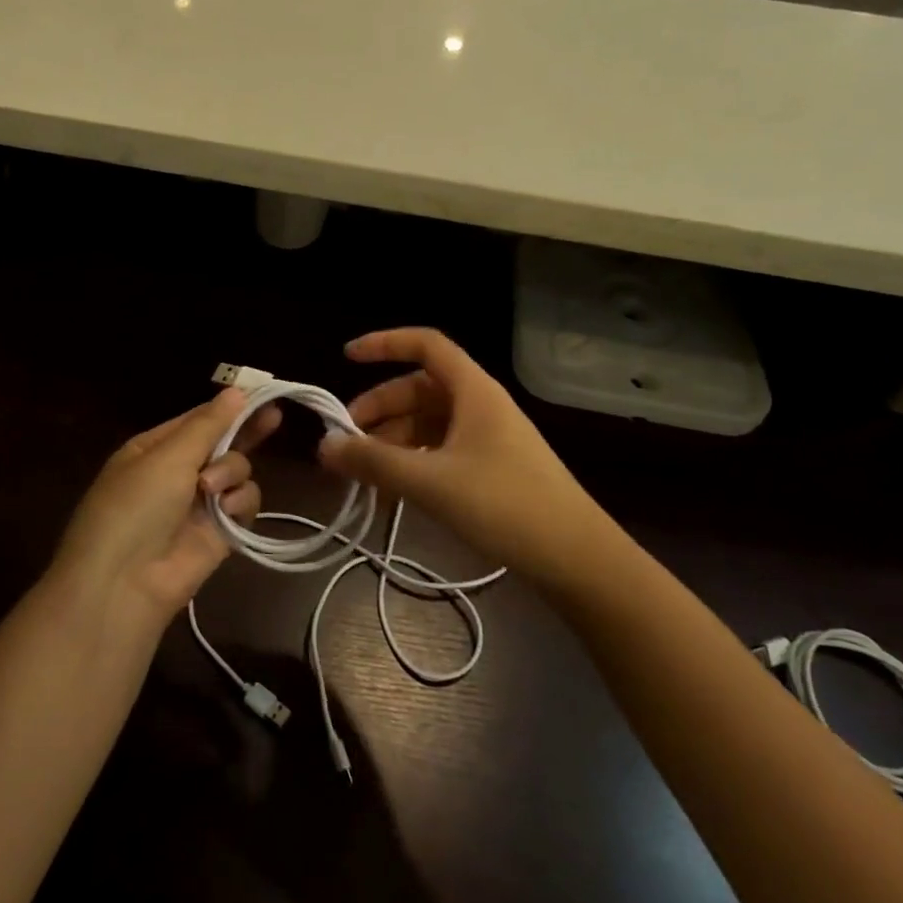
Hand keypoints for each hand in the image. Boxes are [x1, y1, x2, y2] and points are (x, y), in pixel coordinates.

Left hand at [54, 388, 280, 619]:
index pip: (198, 419)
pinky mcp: (219, 532)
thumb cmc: (136, 506)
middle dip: (245, 432)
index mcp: (155, 448)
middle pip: (222, 443)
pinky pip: (243, 503)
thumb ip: (208, 424)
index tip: (260, 393)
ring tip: (210, 489)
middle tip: (274, 417)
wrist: (124, 583)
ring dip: (230, 473)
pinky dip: (239, 503)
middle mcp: (178, 472)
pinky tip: (227, 510)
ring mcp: (199, 503)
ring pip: (236, 471)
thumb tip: (236, 390)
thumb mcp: (167, 457)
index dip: (228, 407)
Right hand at [316, 328, 616, 582]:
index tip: (346, 358)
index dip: (385, 344)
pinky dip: (412, 464)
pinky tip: (393, 495)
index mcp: (473, 391)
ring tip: (363, 477)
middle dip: (378, 410)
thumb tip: (324, 445)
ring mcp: (487, 438)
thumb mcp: (431, 482)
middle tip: (346, 442)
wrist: (577, 559)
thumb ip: (374, 462)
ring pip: (427, 424)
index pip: (425, 345)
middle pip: (418, 390)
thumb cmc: (505, 506)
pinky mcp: (491, 468)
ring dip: (392, 443)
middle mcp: (479, 405)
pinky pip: (440, 451)